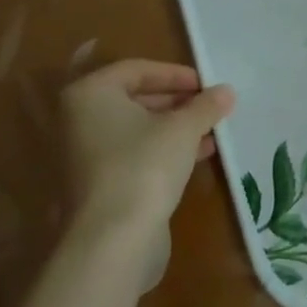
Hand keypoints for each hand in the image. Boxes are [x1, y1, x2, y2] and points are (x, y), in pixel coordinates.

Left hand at [62, 59, 234, 230]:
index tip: (207, 85)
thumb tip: (226, 91)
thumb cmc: (144, 165)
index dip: (176, 74)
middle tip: (211, 107)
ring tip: (212, 131)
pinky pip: (135, 154)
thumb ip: (206, 106)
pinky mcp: (99, 182)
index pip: (137, 69)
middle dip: (178, 102)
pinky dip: (165, 150)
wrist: (113, 236)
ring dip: (176, 127)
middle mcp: (79, 119)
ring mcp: (85, 153)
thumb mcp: (183, 129)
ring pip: (138, 129)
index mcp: (90, 94)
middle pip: (135, 98)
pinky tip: (198, 155)